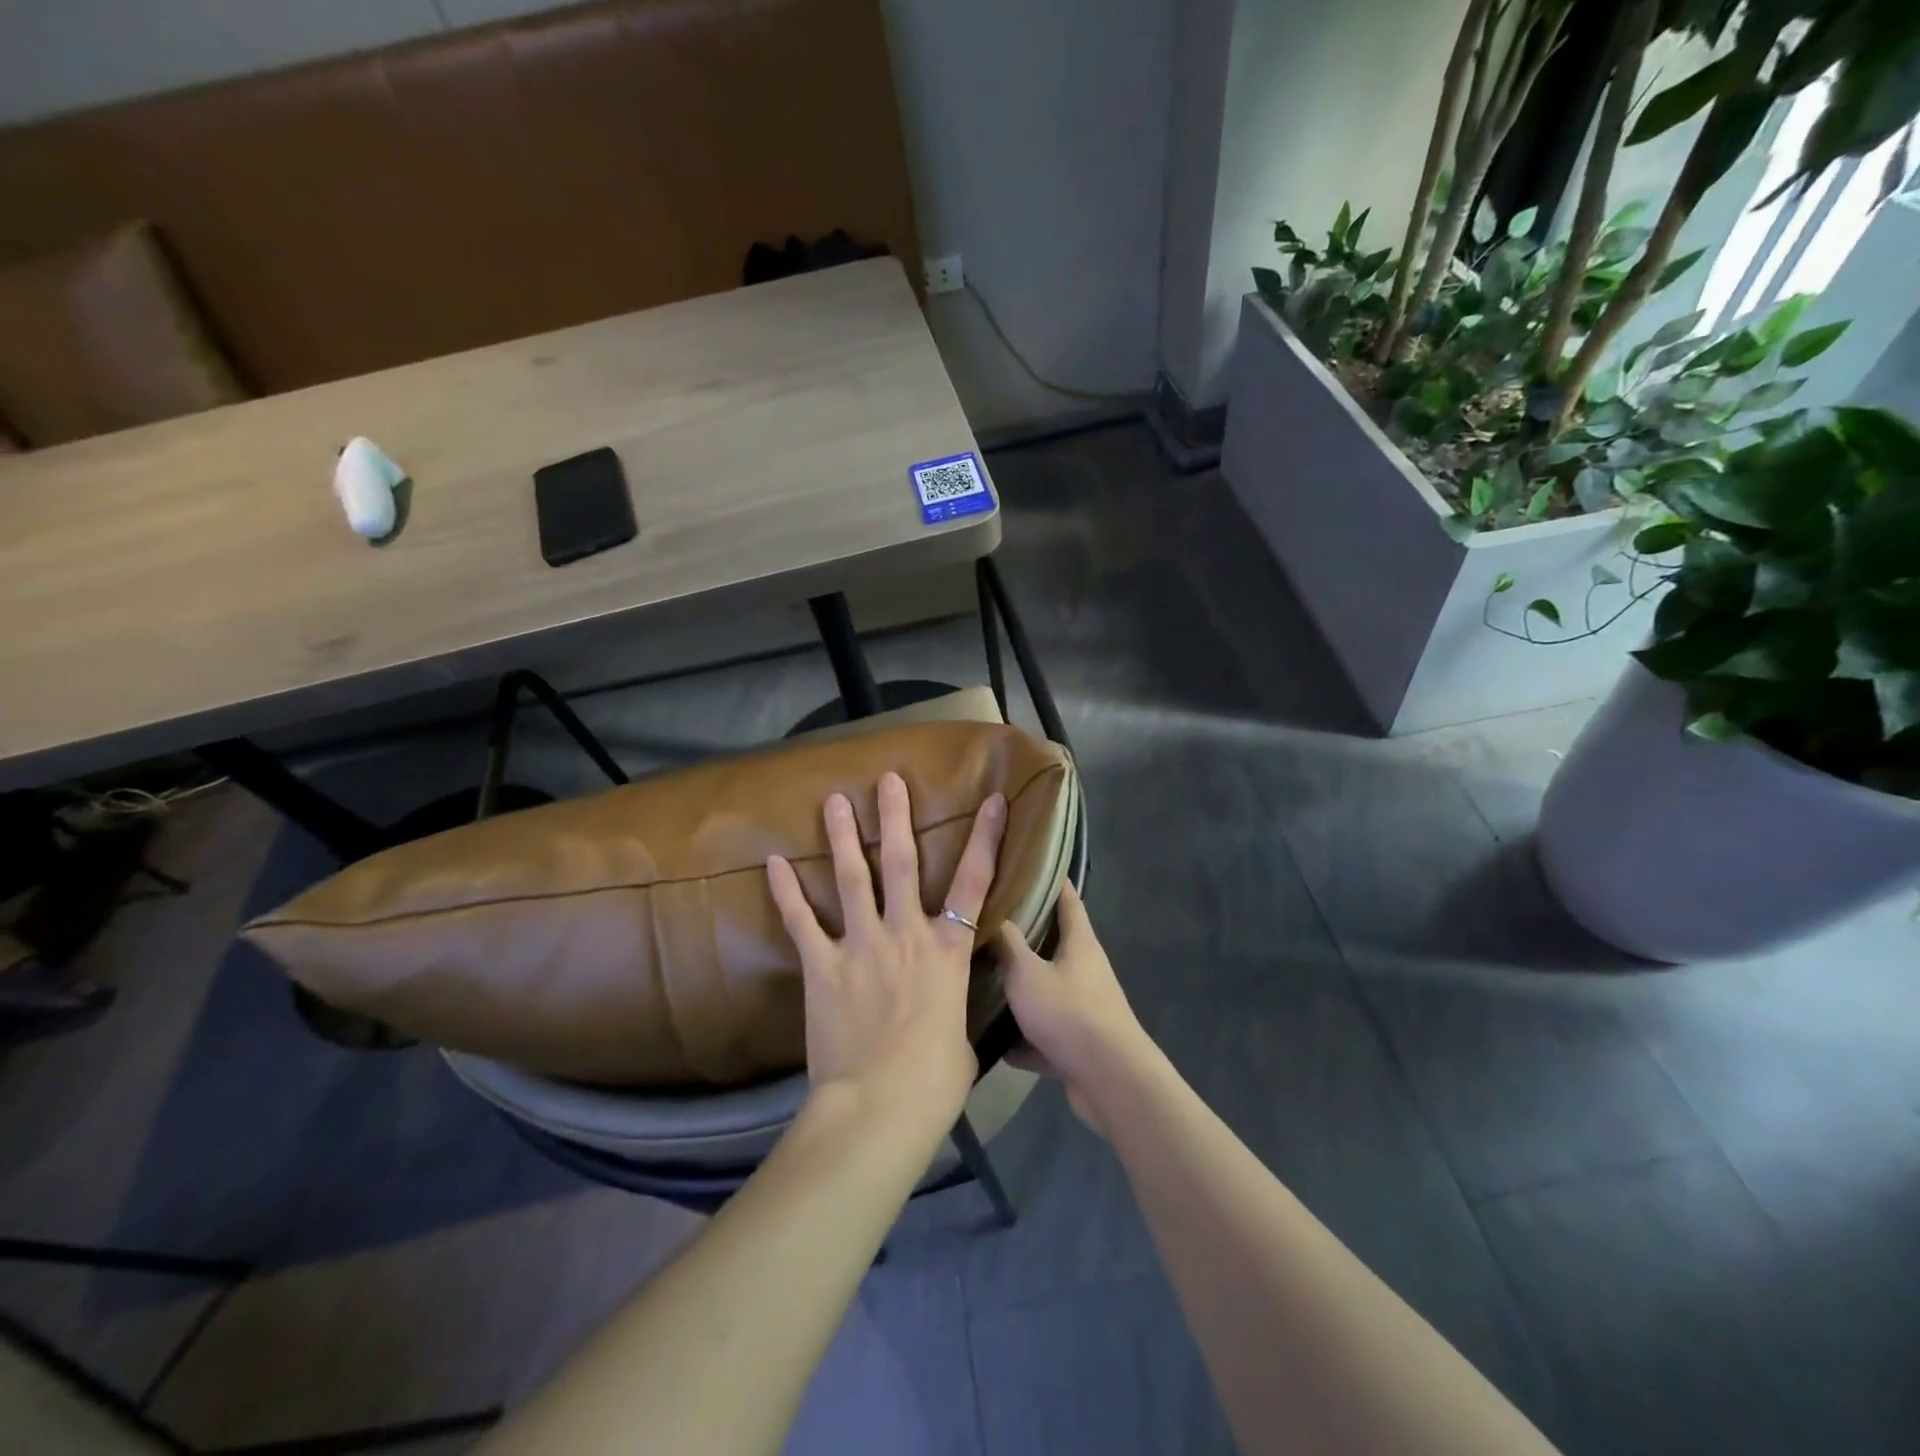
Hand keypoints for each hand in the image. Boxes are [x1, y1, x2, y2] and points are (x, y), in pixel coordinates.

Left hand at [767, 772, 1005, 1130]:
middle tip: (887, 780)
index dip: (984, 838)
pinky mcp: (823, 966)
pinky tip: (773, 862)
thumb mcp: (961, 1041)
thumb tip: (945, 1016)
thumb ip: (952, 1013)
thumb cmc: (934, 1082)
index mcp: (948, 950)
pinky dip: (787, 891)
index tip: (990, 800)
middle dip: (896, 817)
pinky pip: (802, 921)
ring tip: (835, 801)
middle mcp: (906, 933)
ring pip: (852, 878)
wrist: (880, 1107)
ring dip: (843, 837)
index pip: (974, 882)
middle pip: (902, 863)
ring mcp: (862, 944)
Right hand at [994, 884, 1153, 1136]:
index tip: (1031, 865)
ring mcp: (1085, 1009)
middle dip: (1027, 937)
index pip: (1068, 900)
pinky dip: (1025, 1041)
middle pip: (1056, 945)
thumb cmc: (1069, 1012)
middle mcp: (1086, 970)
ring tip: (985, 983)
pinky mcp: (1079, 1045)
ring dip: (1023, 992)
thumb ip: (1008, 945)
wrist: (1108, 1079)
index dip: (1053, 881)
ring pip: (1048, 991)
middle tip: (990, 925)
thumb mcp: (1027, 973)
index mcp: (1080, 943)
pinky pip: (1046, 1036)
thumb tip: (995, 917)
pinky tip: (996, 1046)